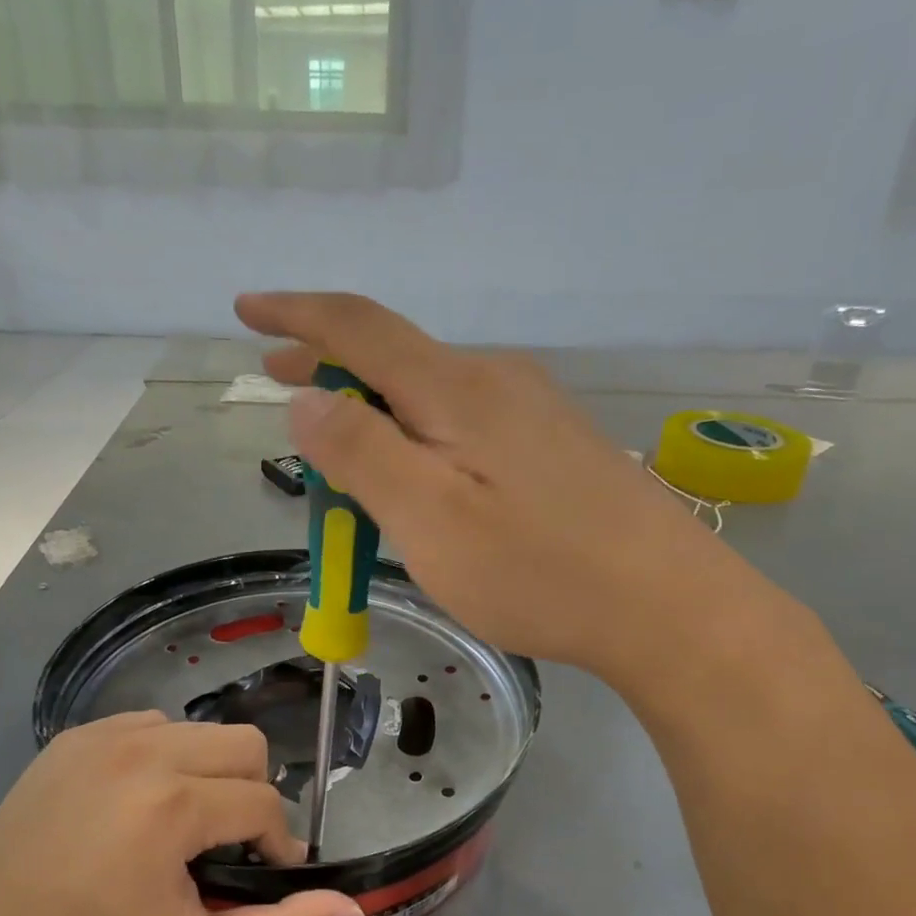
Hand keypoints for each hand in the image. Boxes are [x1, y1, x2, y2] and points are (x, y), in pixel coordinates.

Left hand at [0, 712, 365, 915]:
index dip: (276, 844)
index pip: (263, 804)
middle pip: (246, 746)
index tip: (258, 875)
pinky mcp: (77, 733)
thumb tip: (352, 907)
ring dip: (211, 774)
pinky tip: (139, 805)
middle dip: (251, 796)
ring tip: (180, 826)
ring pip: (203, 731)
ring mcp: (104, 733)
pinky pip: (154, 726)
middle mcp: (142, 750)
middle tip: (223, 846)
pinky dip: (168, 759)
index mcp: (170, 805)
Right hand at [238, 292, 756, 684]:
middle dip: (328, 364)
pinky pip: (464, 424)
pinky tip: (413, 470)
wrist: (668, 606)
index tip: (247, 308)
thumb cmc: (538, 569)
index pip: (359, 327)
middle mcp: (497, 381)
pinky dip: (416, 434)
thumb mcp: (429, 517)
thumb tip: (307, 399)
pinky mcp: (554, 448)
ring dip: (373, 406)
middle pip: (394, 357)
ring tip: (334, 436)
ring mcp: (533, 413)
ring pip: (430, 395)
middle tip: (277, 377)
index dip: (297, 315)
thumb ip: (362, 452)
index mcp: (457, 389)